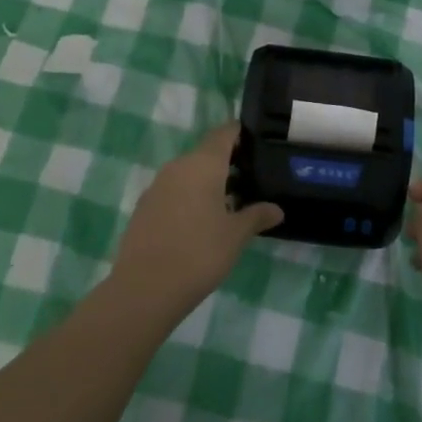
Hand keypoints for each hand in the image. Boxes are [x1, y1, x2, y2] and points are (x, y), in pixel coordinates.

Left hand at [110, 124, 281, 322]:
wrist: (144, 288)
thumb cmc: (199, 253)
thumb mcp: (235, 236)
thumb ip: (257, 216)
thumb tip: (277, 209)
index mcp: (203, 164)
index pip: (224, 133)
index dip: (241, 134)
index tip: (259, 145)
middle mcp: (178, 166)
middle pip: (206, 153)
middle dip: (228, 163)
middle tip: (251, 181)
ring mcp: (157, 186)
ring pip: (189, 173)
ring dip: (208, 182)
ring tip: (230, 204)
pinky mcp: (144, 207)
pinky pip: (173, 191)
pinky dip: (190, 197)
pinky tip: (201, 222)